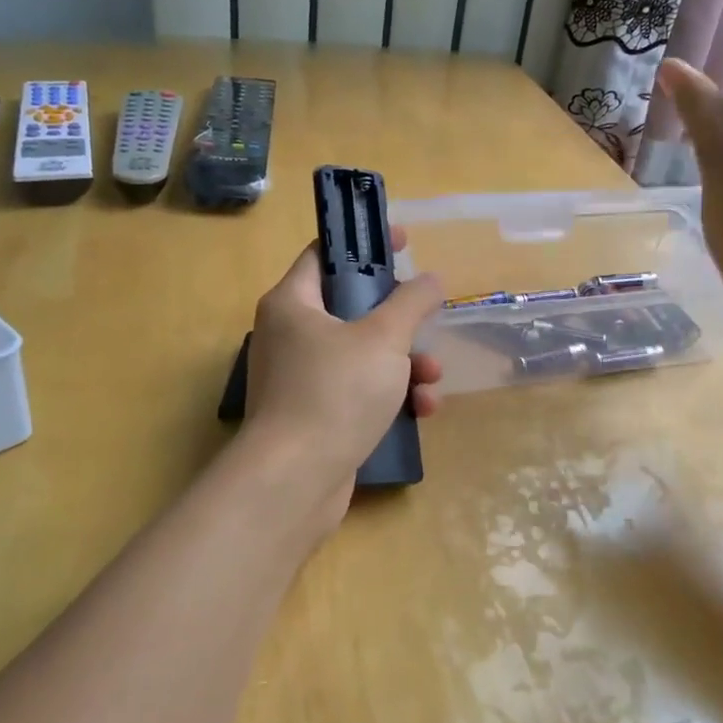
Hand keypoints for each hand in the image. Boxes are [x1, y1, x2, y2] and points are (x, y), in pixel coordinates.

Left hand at [241, 227, 444, 516]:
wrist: (296, 480)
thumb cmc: (335, 392)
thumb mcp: (383, 338)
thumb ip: (412, 302)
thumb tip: (430, 280)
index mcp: (292, 304)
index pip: (325, 255)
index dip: (365, 244)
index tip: (404, 241)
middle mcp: (289, 336)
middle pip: (351, 309)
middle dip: (399, 320)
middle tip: (427, 320)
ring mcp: (300, 379)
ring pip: (361, 355)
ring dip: (404, 364)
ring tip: (432, 379)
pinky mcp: (314, 417)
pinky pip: (357, 392)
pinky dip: (389, 396)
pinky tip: (421, 412)